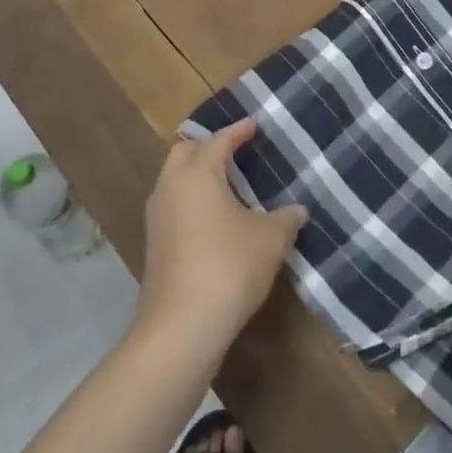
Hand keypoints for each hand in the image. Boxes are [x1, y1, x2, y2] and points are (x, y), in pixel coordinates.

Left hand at [136, 121, 306, 365]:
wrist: (181, 327)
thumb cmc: (229, 267)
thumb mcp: (270, 240)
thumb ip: (285, 219)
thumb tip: (297, 210)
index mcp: (198, 173)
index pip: (218, 141)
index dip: (237, 131)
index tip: (252, 125)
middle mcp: (171, 187)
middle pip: (185, 152)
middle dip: (208, 146)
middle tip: (234, 150)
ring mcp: (157, 217)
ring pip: (174, 179)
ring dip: (196, 174)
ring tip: (225, 182)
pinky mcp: (154, 244)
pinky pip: (172, 205)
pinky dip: (190, 199)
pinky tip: (212, 217)